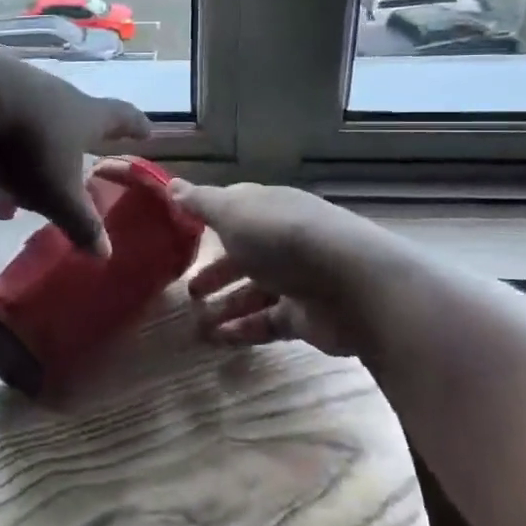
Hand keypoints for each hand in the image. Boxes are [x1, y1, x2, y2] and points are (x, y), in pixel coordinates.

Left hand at [0, 50, 151, 253]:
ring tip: (4, 211)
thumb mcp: (57, 194)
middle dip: (61, 169)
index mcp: (83, 115)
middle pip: (64, 134)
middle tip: (58, 196)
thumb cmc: (28, 147)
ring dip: (17, 175)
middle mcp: (53, 98)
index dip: (135, 126)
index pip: (120, 117)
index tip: (146, 130)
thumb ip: (81, 223)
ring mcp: (14, 93)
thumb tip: (105, 254)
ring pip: (22, 140)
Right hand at [171, 181, 389, 356]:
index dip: (209, 219)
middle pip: (244, 255)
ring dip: (226, 306)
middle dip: (216, 271)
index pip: (236, 209)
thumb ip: (201, 203)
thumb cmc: (284, 238)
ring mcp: (298, 280)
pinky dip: (243, 330)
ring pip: (254, 292)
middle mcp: (285, 241)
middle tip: (189, 289)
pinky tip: (218, 340)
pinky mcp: (305, 316)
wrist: (353, 285)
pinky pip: (267, 323)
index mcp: (270, 209)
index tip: (182, 232)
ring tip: (196, 324)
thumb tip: (172, 185)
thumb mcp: (234, 213)